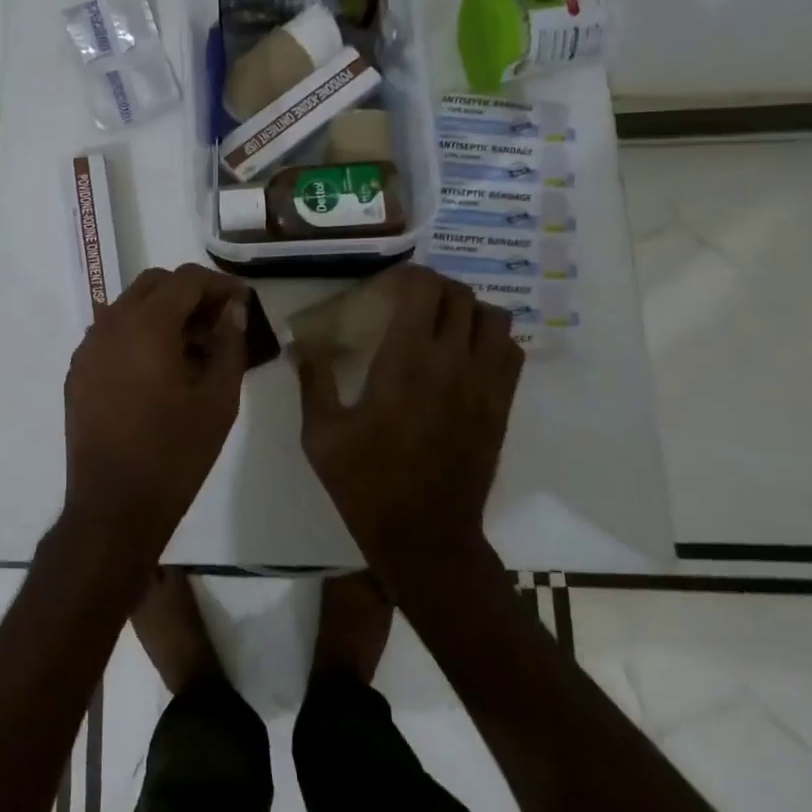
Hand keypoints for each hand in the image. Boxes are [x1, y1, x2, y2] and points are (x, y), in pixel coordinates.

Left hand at [62, 264, 250, 558]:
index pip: (186, 280)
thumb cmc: (174, 453)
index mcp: (146, 325)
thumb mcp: (218, 400)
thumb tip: (233, 309)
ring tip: (194, 348)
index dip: (219, 284)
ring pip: (129, 307)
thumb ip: (229, 344)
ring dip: (163, 313)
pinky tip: (160, 369)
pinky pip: (112, 334)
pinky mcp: (78, 372)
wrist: (114, 507)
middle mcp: (110, 325)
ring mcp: (88, 348)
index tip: (242, 302)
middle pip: (154, 284)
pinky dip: (139, 334)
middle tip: (219, 322)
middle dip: (190, 293)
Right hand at [294, 265, 522, 587]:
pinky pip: (511, 351)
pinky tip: (465, 356)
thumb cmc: (366, 484)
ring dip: (467, 310)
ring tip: (441, 324)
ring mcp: (484, 384)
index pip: (424, 289)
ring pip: (494, 317)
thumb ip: (313, 382)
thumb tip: (300, 347)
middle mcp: (452, 362)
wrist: (425, 536)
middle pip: (460, 295)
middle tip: (408, 302)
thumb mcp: (321, 435)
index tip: (386, 286)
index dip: (407, 275)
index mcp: (406, 362)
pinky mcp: (501, 406)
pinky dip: (491, 339)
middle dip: (434, 288)